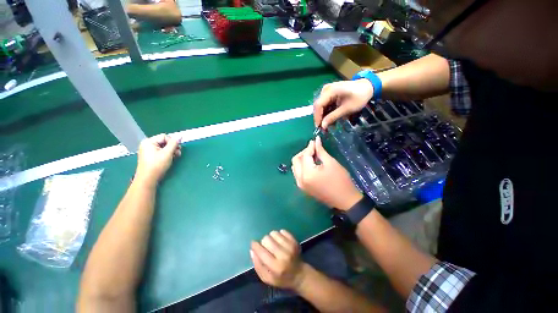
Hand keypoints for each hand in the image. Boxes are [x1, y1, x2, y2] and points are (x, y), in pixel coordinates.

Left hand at [135, 134, 180, 184]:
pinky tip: (170, 159)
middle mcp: (147, 144)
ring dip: (171, 151)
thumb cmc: (157, 165)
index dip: (173, 142)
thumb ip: (174, 144)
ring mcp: (148, 151)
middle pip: (164, 141)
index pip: (165, 137)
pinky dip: (167, 154)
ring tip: (175, 157)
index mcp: (149, 142)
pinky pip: (161, 152)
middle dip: (173, 147)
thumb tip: (180, 136)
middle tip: (178, 153)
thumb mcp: (167, 153)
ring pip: (164, 147)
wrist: (148, 179)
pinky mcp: (150, 156)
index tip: (177, 149)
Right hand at [250, 230, 307, 289]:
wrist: (299, 274)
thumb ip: (258, 265)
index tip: (253, 243)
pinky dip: (279, 234)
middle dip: (264, 242)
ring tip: (274, 244)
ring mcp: (290, 247)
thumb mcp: (267, 278)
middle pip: (267, 239)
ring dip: (272, 237)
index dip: (255, 246)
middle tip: (266, 247)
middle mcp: (283, 255)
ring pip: (274, 233)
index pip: (261, 251)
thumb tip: (252, 251)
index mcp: (275, 267)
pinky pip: (282, 231)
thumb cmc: (281, 278)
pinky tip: (280, 241)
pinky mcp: (294, 241)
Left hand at [292, 137, 362, 210]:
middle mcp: (300, 179)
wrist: (345, 201)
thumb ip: (320, 151)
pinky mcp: (303, 188)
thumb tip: (316, 140)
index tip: (314, 141)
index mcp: (307, 173)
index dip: (310, 147)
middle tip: (313, 149)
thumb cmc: (340, 180)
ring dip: (301, 160)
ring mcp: (300, 185)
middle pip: (295, 161)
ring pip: (295, 167)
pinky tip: (311, 164)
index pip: (305, 156)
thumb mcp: (331, 163)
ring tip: (312, 156)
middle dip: (303, 153)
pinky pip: (298, 174)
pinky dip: (302, 167)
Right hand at [314, 79, 373, 128]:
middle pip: (318, 106)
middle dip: (320, 118)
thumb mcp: (347, 109)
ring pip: (321, 106)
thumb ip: (333, 117)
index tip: (319, 127)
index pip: (318, 105)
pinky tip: (331, 119)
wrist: (368, 87)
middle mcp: (326, 90)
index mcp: (330, 91)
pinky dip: (327, 112)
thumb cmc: (359, 97)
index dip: (317, 117)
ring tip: (328, 125)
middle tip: (323, 128)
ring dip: (323, 116)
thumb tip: (323, 126)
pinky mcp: (329, 94)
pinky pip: (325, 105)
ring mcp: (327, 91)